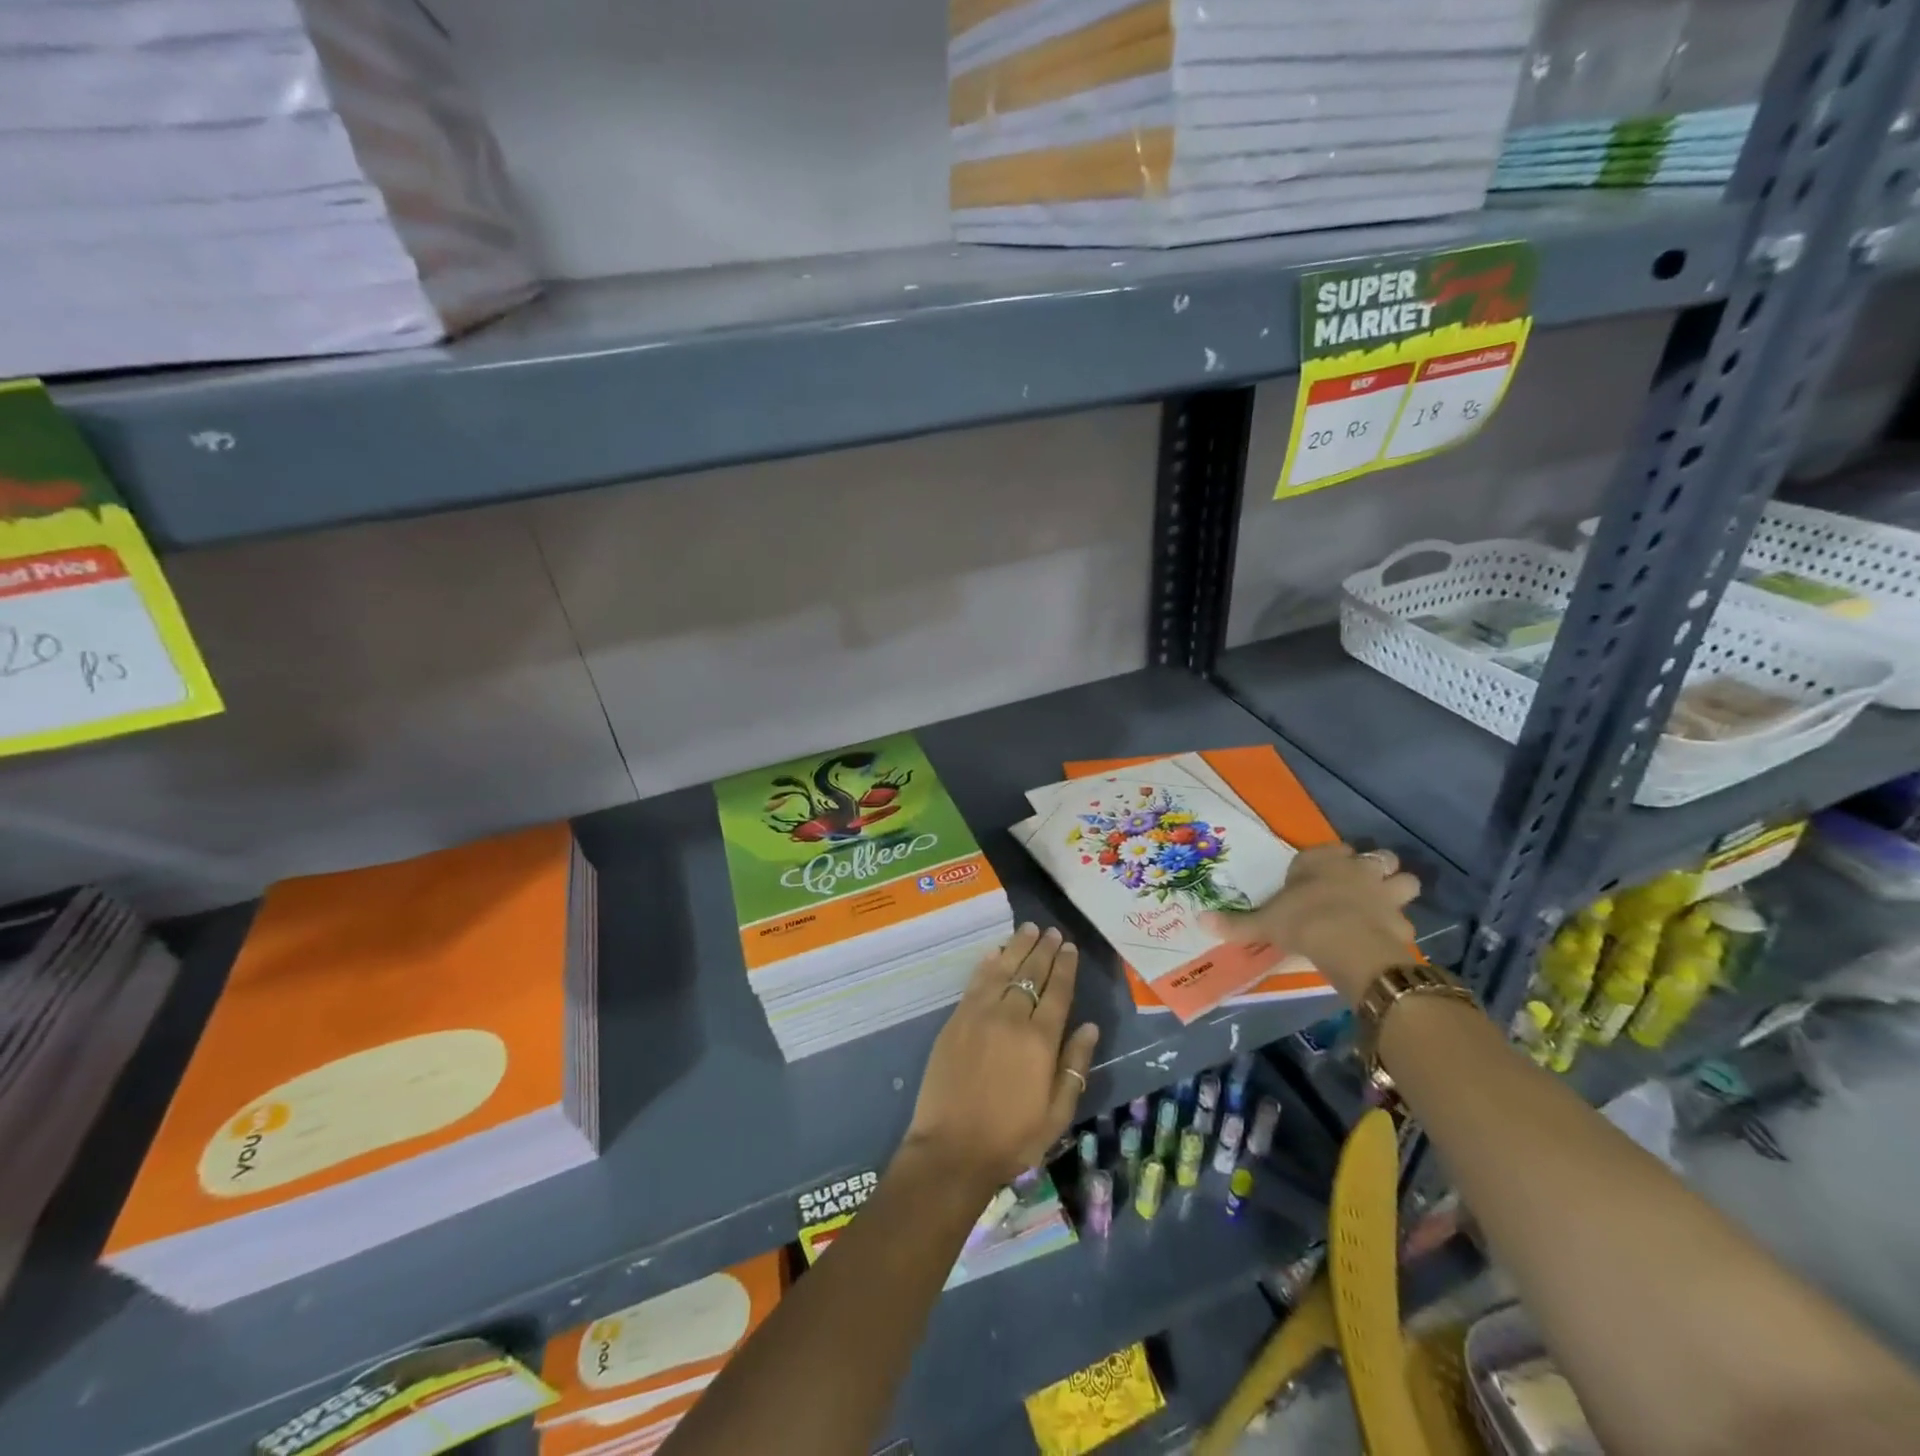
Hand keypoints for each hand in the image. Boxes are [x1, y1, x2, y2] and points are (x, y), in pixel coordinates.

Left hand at [901, 924, 1099, 1194]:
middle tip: (1051, 931)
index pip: (1057, 992)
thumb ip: (1074, 1065)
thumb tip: (1090, 1027)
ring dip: (1017, 947)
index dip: (1065, 967)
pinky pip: (976, 982)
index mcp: (1040, 1041)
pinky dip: (988, 964)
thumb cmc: (1012, 1138)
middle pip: (1030, 974)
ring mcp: (979, 1016)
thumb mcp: (1057, 1113)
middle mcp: (1010, 1019)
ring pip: (1003, 970)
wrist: (952, 1149)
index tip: (1069, 947)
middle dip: (1043, 950)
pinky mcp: (956, 1020)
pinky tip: (995, 952)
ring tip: (1028, 929)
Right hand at [1204, 843, 1420, 1004]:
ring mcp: (1385, 893)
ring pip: (1406, 881)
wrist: (1345, 942)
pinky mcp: (1402, 921)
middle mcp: (1358, 869)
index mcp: (1323, 861)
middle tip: (1363, 885)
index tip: (1320, 875)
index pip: (1332, 850)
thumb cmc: (1300, 920)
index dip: (1330, 860)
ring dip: (1397, 891)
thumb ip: (1236, 923)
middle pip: (1378, 857)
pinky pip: (1405, 920)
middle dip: (1375, 868)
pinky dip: (1398, 928)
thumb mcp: (1263, 923)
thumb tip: (1200, 921)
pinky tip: (1386, 939)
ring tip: (1383, 907)